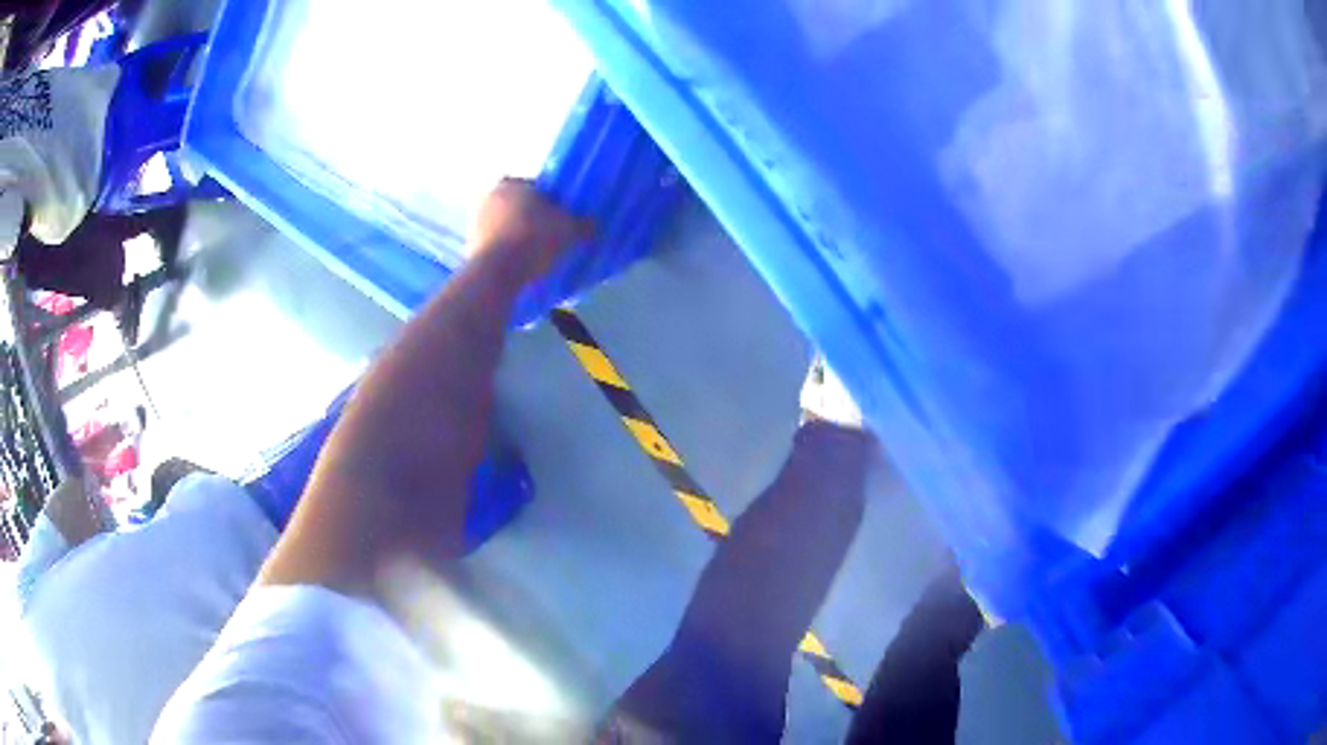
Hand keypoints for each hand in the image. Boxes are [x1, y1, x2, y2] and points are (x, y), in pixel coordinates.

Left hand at [469, 178, 592, 283]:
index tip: (563, 219)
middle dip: (534, 220)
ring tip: (540, 256)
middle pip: (520, 208)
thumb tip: (593, 224)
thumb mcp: (569, 230)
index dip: (553, 203)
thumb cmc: (534, 239)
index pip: (537, 188)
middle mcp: (489, 198)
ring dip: (520, 238)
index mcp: (511, 183)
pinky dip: (508, 255)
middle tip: (554, 237)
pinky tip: (523, 268)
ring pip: (506, 228)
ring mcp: (476, 224)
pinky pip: (497, 248)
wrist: (496, 274)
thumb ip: (583, 224)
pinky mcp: (470, 249)